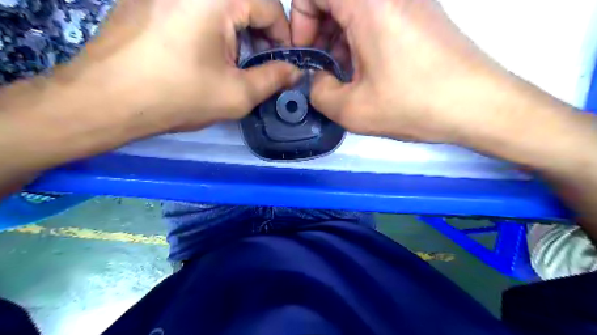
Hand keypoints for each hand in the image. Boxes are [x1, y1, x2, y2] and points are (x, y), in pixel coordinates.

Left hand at [60, 0, 300, 131]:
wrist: (107, 99)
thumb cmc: (178, 96)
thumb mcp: (237, 94)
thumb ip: (274, 79)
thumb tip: (295, 72)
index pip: (271, 7)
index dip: (284, 38)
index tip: (284, 63)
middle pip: (247, 3)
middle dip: (261, 35)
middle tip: (261, 66)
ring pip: (223, 6)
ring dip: (238, 32)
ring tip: (234, 64)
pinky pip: (198, 6)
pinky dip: (214, 27)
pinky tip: (207, 54)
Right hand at [289, 1, 525, 142]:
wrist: (478, 105)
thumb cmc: (413, 104)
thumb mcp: (352, 110)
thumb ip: (318, 94)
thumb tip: (317, 81)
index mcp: (368, 3)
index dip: (300, 21)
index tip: (307, 54)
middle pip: (335, 0)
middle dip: (319, 33)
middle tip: (323, 69)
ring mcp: (408, 0)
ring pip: (355, 10)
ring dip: (340, 39)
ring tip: (344, 76)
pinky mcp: (420, 14)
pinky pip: (376, 18)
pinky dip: (360, 41)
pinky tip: (366, 72)